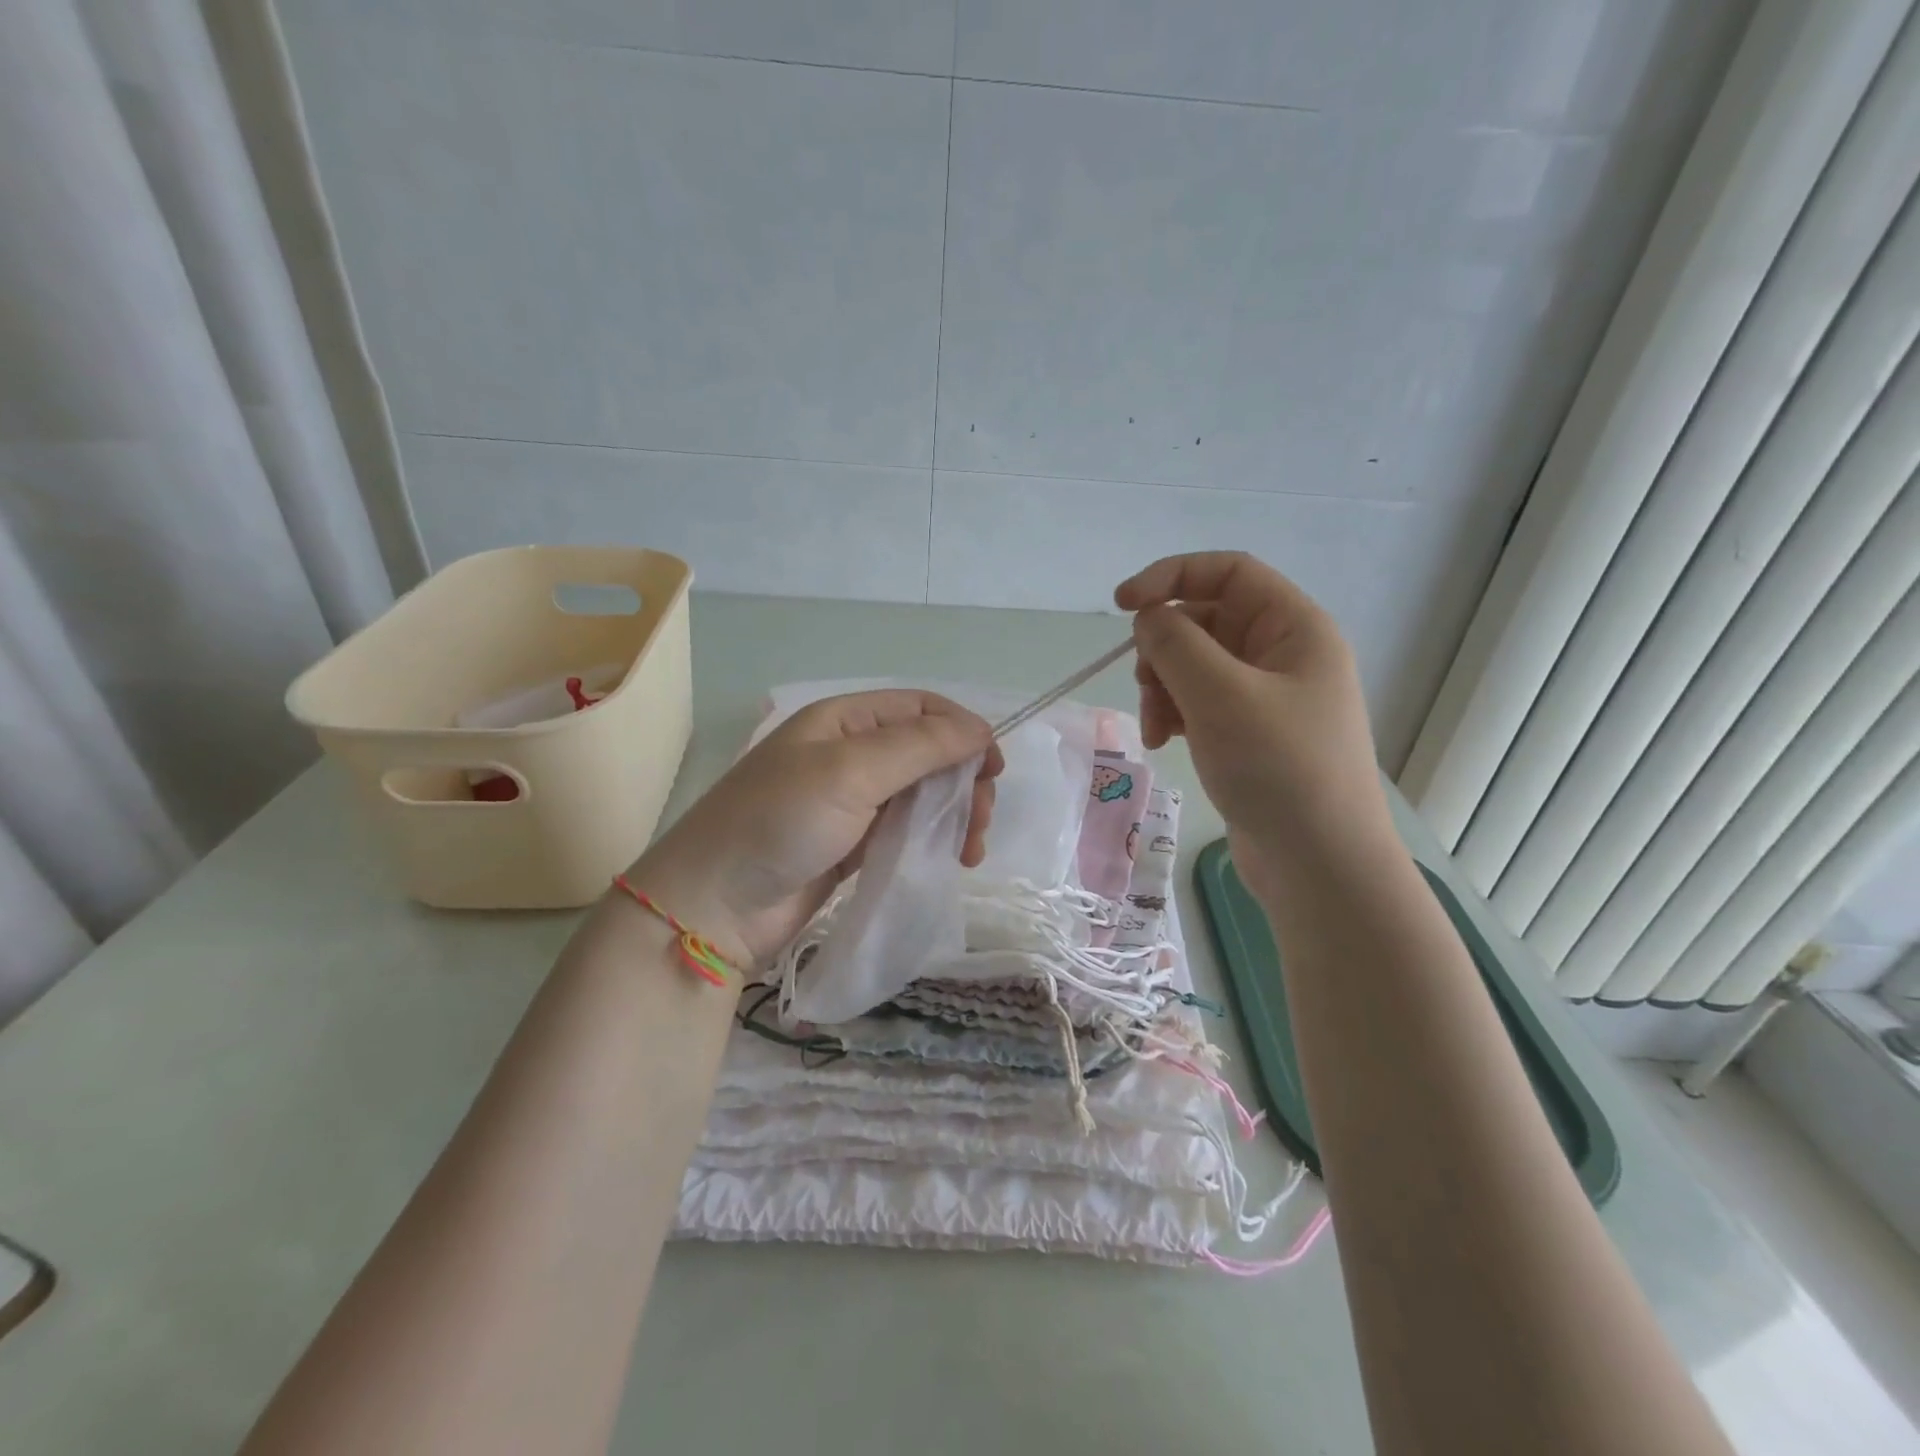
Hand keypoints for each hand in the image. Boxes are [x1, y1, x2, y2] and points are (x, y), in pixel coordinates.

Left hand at [622, 691, 1001, 967]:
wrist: (713, 906)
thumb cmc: (778, 822)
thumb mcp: (850, 772)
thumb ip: (920, 746)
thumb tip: (983, 729)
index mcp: (844, 721)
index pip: (920, 709)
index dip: (963, 731)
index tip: (993, 769)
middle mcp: (849, 754)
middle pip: (927, 753)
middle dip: (962, 780)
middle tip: (980, 821)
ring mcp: (850, 802)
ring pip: (921, 794)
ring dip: (954, 814)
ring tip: (970, 850)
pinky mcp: (852, 845)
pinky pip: (905, 830)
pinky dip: (932, 840)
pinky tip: (950, 859)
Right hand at [1115, 552, 1389, 893]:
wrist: (1320, 865)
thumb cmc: (1279, 769)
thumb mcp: (1220, 696)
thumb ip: (1175, 644)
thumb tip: (1149, 619)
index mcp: (1295, 629)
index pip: (1228, 572)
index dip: (1171, 576)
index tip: (1122, 604)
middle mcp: (1285, 655)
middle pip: (1206, 621)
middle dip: (1164, 649)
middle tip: (1145, 686)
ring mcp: (1269, 698)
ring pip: (1196, 665)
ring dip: (1163, 688)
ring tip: (1155, 729)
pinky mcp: (1251, 735)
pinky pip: (1202, 703)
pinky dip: (1176, 715)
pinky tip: (1165, 743)